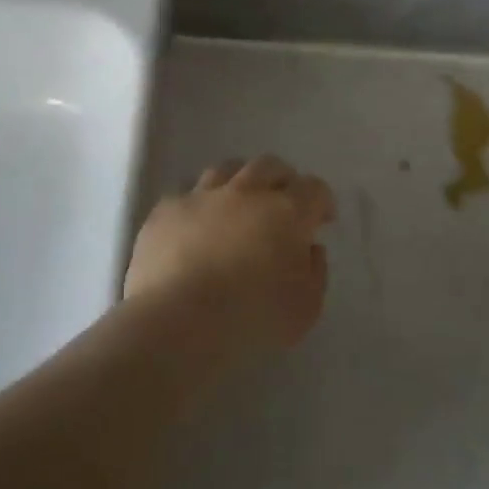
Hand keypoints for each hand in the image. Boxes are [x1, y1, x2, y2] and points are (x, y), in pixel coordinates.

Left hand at [124, 155, 334, 355]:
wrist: (177, 321)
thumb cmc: (251, 318)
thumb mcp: (305, 308)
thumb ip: (315, 272)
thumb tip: (308, 248)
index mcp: (286, 212)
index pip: (314, 188)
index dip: (321, 201)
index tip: (322, 221)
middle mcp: (246, 192)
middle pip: (269, 166)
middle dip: (282, 180)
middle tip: (283, 204)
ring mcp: (202, 196)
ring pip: (226, 170)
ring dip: (239, 183)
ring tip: (238, 206)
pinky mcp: (167, 209)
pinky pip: (187, 195)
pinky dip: (199, 206)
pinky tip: (196, 226)